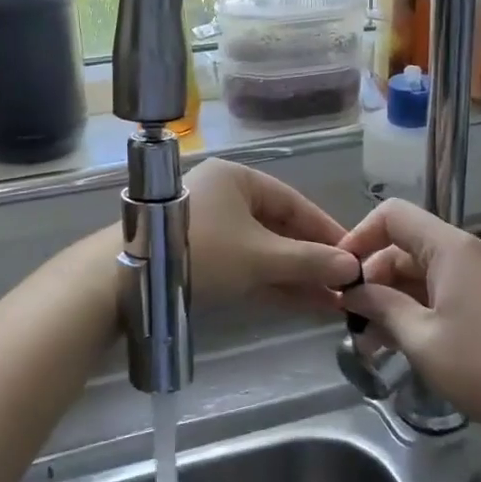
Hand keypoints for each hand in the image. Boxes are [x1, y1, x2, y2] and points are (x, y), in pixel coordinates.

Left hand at [184, 160, 359, 308]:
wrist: (126, 279)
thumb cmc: (201, 253)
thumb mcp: (259, 257)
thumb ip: (307, 261)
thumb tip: (351, 268)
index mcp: (237, 180)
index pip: (293, 202)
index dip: (325, 230)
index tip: (354, 256)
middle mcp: (224, 197)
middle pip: (279, 227)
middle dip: (311, 258)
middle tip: (345, 284)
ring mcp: (210, 227)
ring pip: (263, 249)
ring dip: (295, 274)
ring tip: (331, 300)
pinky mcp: (199, 256)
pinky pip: (245, 264)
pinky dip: (271, 281)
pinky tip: (302, 302)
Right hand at [339, 199, 480, 433]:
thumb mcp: (423, 340)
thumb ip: (382, 308)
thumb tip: (352, 292)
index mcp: (451, 248)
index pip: (392, 215)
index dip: (358, 238)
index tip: (341, 277)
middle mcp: (470, 251)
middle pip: (408, 246)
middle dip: (375, 279)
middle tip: (353, 322)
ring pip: (427, 272)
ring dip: (397, 299)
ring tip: (374, 342)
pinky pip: (449, 289)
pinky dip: (423, 308)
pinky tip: (409, 343)